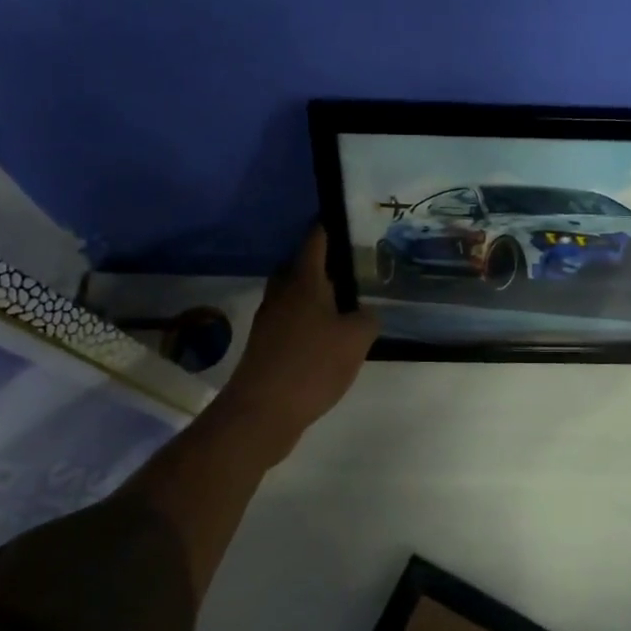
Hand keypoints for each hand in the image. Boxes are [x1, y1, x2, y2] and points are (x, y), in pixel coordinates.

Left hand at [211, 226, 378, 457]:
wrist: (263, 410)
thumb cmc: (312, 365)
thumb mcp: (356, 339)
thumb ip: (368, 319)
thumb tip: (364, 313)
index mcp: (304, 281)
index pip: (316, 240)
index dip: (330, 227)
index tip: (348, 219)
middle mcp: (282, 293)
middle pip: (301, 266)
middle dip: (324, 262)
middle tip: (354, 265)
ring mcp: (270, 318)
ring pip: (295, 294)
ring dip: (315, 293)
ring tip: (346, 301)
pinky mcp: (266, 344)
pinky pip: (291, 319)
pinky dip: (308, 319)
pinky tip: (329, 335)